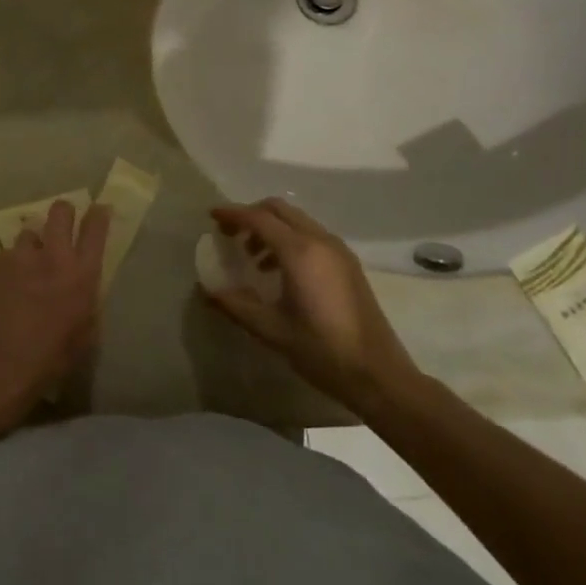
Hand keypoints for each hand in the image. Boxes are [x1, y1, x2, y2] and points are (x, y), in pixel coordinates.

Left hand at [0, 200, 110, 431]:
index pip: (95, 228)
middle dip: (64, 213)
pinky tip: (4, 289)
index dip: (99, 214)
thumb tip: (83, 284)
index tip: (99, 209)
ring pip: (29, 232)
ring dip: (33, 246)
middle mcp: (52, 256)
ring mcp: (19, 256)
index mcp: (81, 275)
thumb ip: (87, 300)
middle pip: (60, 211)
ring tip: (26, 269)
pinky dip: (9, 266)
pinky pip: (6, 255)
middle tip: (61, 227)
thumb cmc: (48, 361)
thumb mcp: (85, 335)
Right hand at [203, 198, 421, 410]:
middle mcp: (320, 241)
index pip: (258, 218)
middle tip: (229, 233)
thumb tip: (207, 290)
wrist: (379, 375)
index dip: (232, 214)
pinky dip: (290, 238)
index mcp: (299, 252)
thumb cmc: (322, 351)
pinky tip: (280, 271)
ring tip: (252, 256)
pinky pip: (311, 235)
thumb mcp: (271, 330)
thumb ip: (236, 305)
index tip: (211, 217)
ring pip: (297, 220)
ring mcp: (338, 250)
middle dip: (251, 215)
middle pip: (279, 210)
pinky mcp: (348, 263)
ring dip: (271, 227)